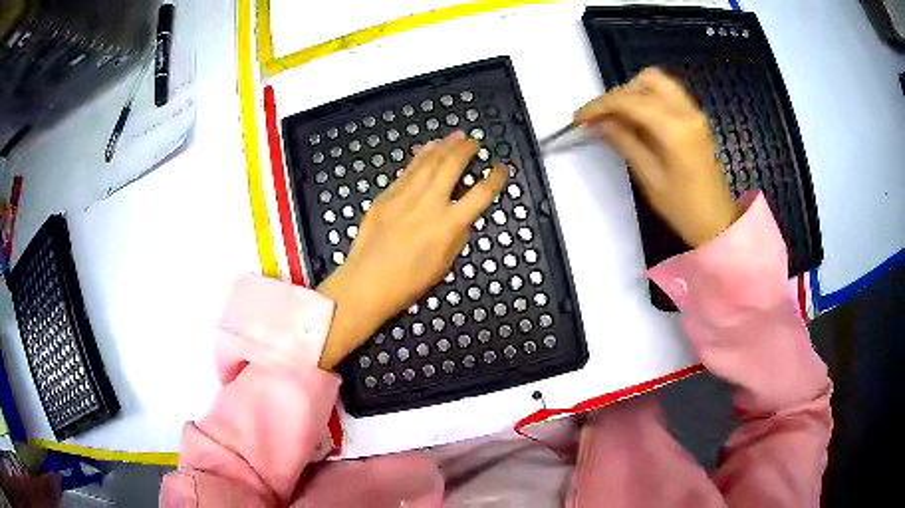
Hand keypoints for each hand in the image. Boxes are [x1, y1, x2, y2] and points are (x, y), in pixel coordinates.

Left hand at [317, 131, 506, 368]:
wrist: (366, 282)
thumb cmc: (408, 283)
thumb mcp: (444, 264)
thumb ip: (457, 236)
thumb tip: (463, 217)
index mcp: (448, 226)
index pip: (480, 194)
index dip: (495, 179)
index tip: (501, 168)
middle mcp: (429, 204)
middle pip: (452, 166)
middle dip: (466, 150)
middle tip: (475, 142)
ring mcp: (405, 196)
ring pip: (429, 162)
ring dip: (445, 145)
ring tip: (457, 135)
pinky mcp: (387, 195)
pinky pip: (408, 170)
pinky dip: (421, 155)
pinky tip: (429, 147)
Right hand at [575, 68, 739, 247]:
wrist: (717, 222)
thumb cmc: (683, 208)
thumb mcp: (649, 177)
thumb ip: (623, 142)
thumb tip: (597, 123)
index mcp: (674, 129)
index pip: (628, 101)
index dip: (599, 106)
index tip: (579, 118)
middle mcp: (686, 111)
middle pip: (642, 83)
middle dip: (616, 97)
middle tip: (599, 119)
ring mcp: (694, 112)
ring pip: (656, 82)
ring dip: (632, 92)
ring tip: (618, 117)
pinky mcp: (695, 117)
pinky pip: (667, 92)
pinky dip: (647, 97)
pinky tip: (638, 117)